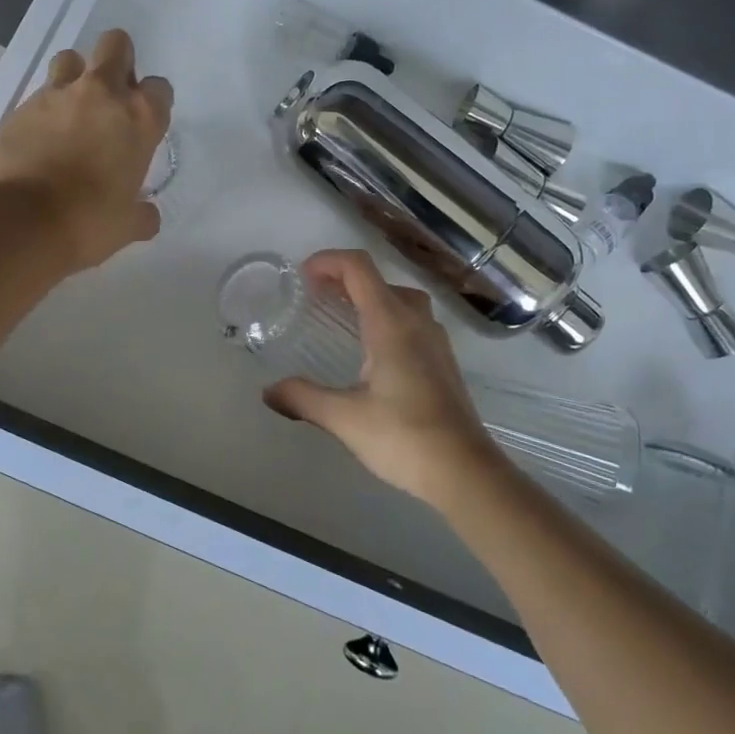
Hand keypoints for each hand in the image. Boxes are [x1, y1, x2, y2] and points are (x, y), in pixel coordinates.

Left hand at [0, 29, 172, 271]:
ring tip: (72, 111)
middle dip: (118, 61)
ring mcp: (57, 95)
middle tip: (111, 97)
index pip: (160, 88)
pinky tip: (41, 139)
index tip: (144, 124)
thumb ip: (142, 214)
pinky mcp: (21, 107)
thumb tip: (148, 216)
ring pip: (70, 59)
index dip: (153, 103)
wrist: (21, 223)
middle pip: (116, 45)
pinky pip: (39, 94)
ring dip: (76, 76)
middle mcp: (101, 94)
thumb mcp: (127, 225)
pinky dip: (44, 109)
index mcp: (139, 118)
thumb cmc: (88, 223)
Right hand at [264, 250, 504, 505]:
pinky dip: (387, 317)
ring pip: (401, 299)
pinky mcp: (444, 362)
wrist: (465, 472)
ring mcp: (436, 342)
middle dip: (345, 278)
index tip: (302, 275)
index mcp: (391, 324)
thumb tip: (268, 391)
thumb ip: (303, 398)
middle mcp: (416, 323)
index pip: (359, 268)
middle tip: (316, 295)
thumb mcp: (344, 418)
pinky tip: (373, 350)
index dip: (328, 261)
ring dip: (370, 297)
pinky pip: (413, 321)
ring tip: (343, 315)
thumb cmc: (404, 437)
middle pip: (380, 280)